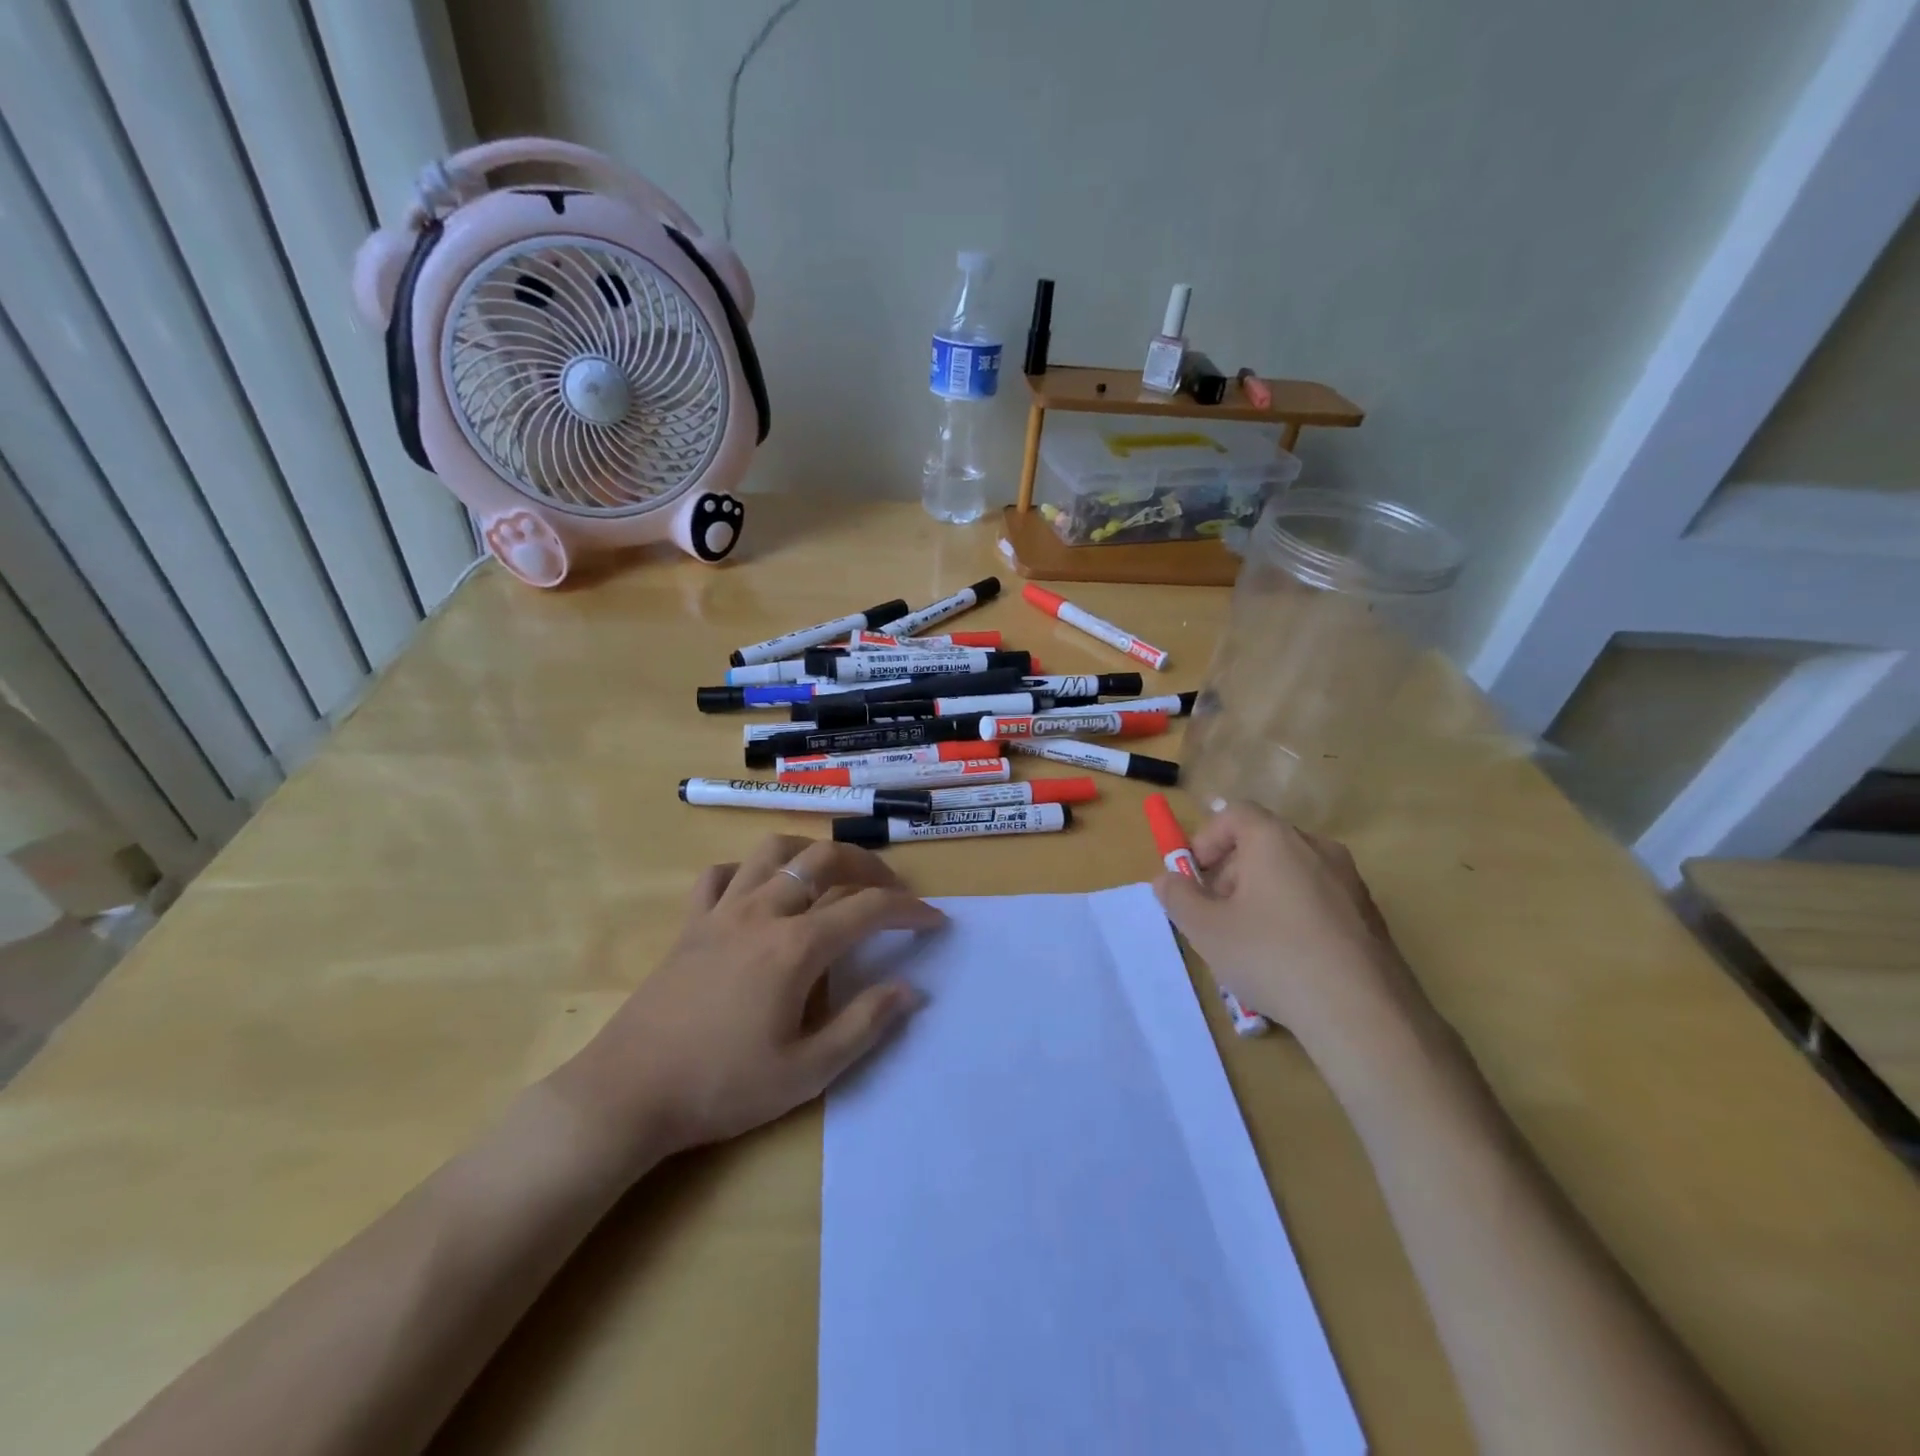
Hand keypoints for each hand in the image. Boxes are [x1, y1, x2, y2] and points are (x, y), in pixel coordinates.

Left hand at [552, 834, 944, 1170]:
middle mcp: (763, 912)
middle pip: (824, 859)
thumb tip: (910, 989)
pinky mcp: (690, 924)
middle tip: (892, 891)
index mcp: (796, 946)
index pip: (867, 908)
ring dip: (811, 853)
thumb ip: (864, 1025)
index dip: (909, 910)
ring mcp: (721, 912)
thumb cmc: (722, 1087)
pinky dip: (747, 871)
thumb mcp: (806, 1072)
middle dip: (868, 867)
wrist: (628, 1093)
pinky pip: (720, 875)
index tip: (935, 921)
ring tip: (832, 875)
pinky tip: (758, 892)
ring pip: (773, 851)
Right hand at [1152, 804, 1426, 1066]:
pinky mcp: (1371, 916)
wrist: (1364, 1014)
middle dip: (1231, 871)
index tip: (1194, 877)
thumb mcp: (1205, 929)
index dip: (1207, 839)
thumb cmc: (1272, 956)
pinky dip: (1295, 915)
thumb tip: (1168, 879)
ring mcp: (1351, 882)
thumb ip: (1178, 897)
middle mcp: (1317, 848)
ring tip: (1251, 943)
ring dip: (1262, 895)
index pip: (1235, 813)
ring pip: (1292, 873)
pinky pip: (1320, 900)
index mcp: (1276, 840)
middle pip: (1263, 842)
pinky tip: (1289, 962)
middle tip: (1216, 914)